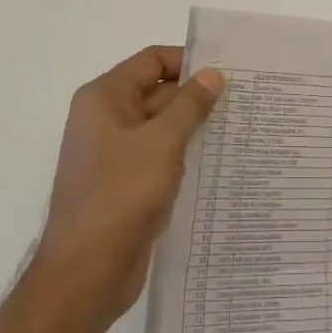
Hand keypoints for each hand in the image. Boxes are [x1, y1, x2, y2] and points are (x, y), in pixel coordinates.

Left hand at [36, 46, 224, 319]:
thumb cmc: (121, 194)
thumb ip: (190, 104)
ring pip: (162, 127)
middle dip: (197, 96)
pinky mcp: (127, 185)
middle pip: (158, 92)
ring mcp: (116, 154)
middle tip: (245, 100)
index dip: (188, 62)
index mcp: (105, 98)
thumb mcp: (162, 141)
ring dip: (195, 127)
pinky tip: (220, 161)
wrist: (86, 272)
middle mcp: (107, 119)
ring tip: (241, 128)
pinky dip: (185, 156)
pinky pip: (161, 157)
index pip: (151, 60)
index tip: (228, 72)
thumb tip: (213, 74)